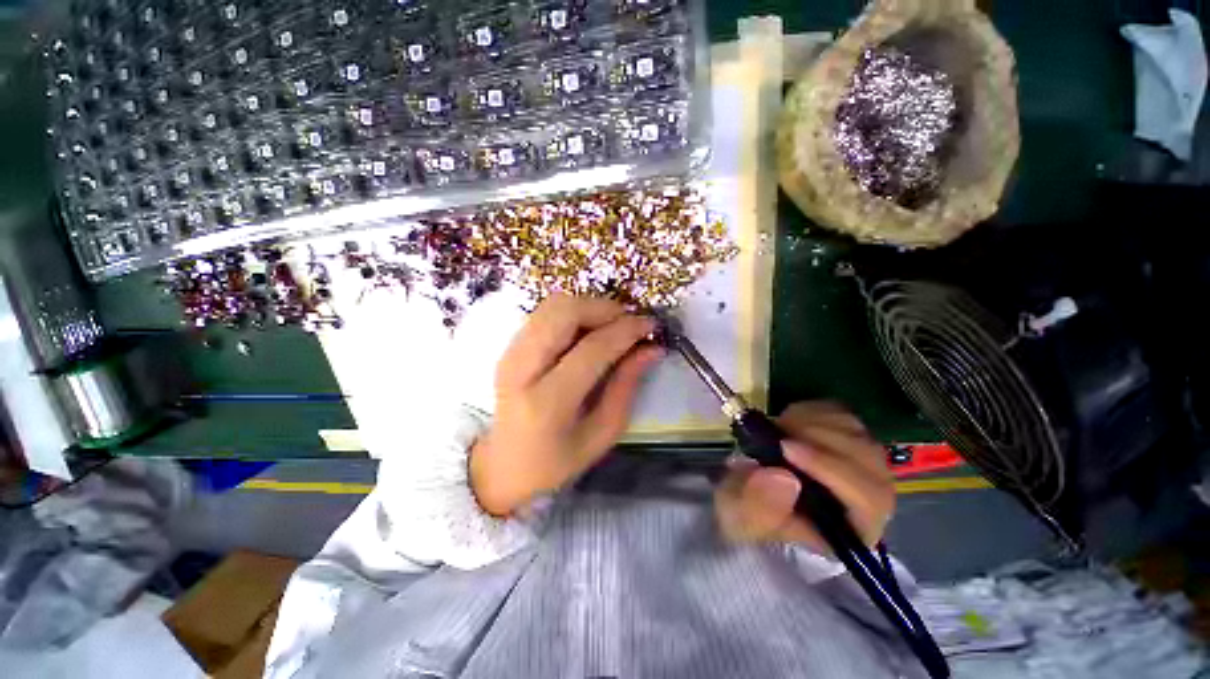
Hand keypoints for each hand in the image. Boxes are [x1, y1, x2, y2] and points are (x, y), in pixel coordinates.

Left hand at [470, 295, 663, 516]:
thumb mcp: (601, 434)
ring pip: (554, 304)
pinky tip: (588, 332)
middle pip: (565, 311)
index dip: (626, 330)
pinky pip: (545, 312)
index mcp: (548, 402)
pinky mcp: (509, 347)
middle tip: (629, 324)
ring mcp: (510, 353)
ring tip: (611, 327)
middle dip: (605, 309)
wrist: (502, 465)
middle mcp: (522, 368)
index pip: (592, 348)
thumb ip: (626, 386)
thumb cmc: (556, 461)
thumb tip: (651, 348)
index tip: (651, 325)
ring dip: (589, 307)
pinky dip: (573, 313)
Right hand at [715, 401, 894, 551]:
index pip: (868, 500)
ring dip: (813, 423)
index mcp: (851, 530)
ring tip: (778, 430)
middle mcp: (867, 499)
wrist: (745, 490)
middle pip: (869, 461)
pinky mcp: (844, 437)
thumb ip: (759, 507)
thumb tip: (782, 477)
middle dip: (819, 440)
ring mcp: (859, 462)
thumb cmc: (747, 512)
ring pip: (856, 432)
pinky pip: (842, 414)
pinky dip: (812, 411)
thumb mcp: (741, 518)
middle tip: (778, 433)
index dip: (831, 469)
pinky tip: (788, 422)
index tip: (786, 448)